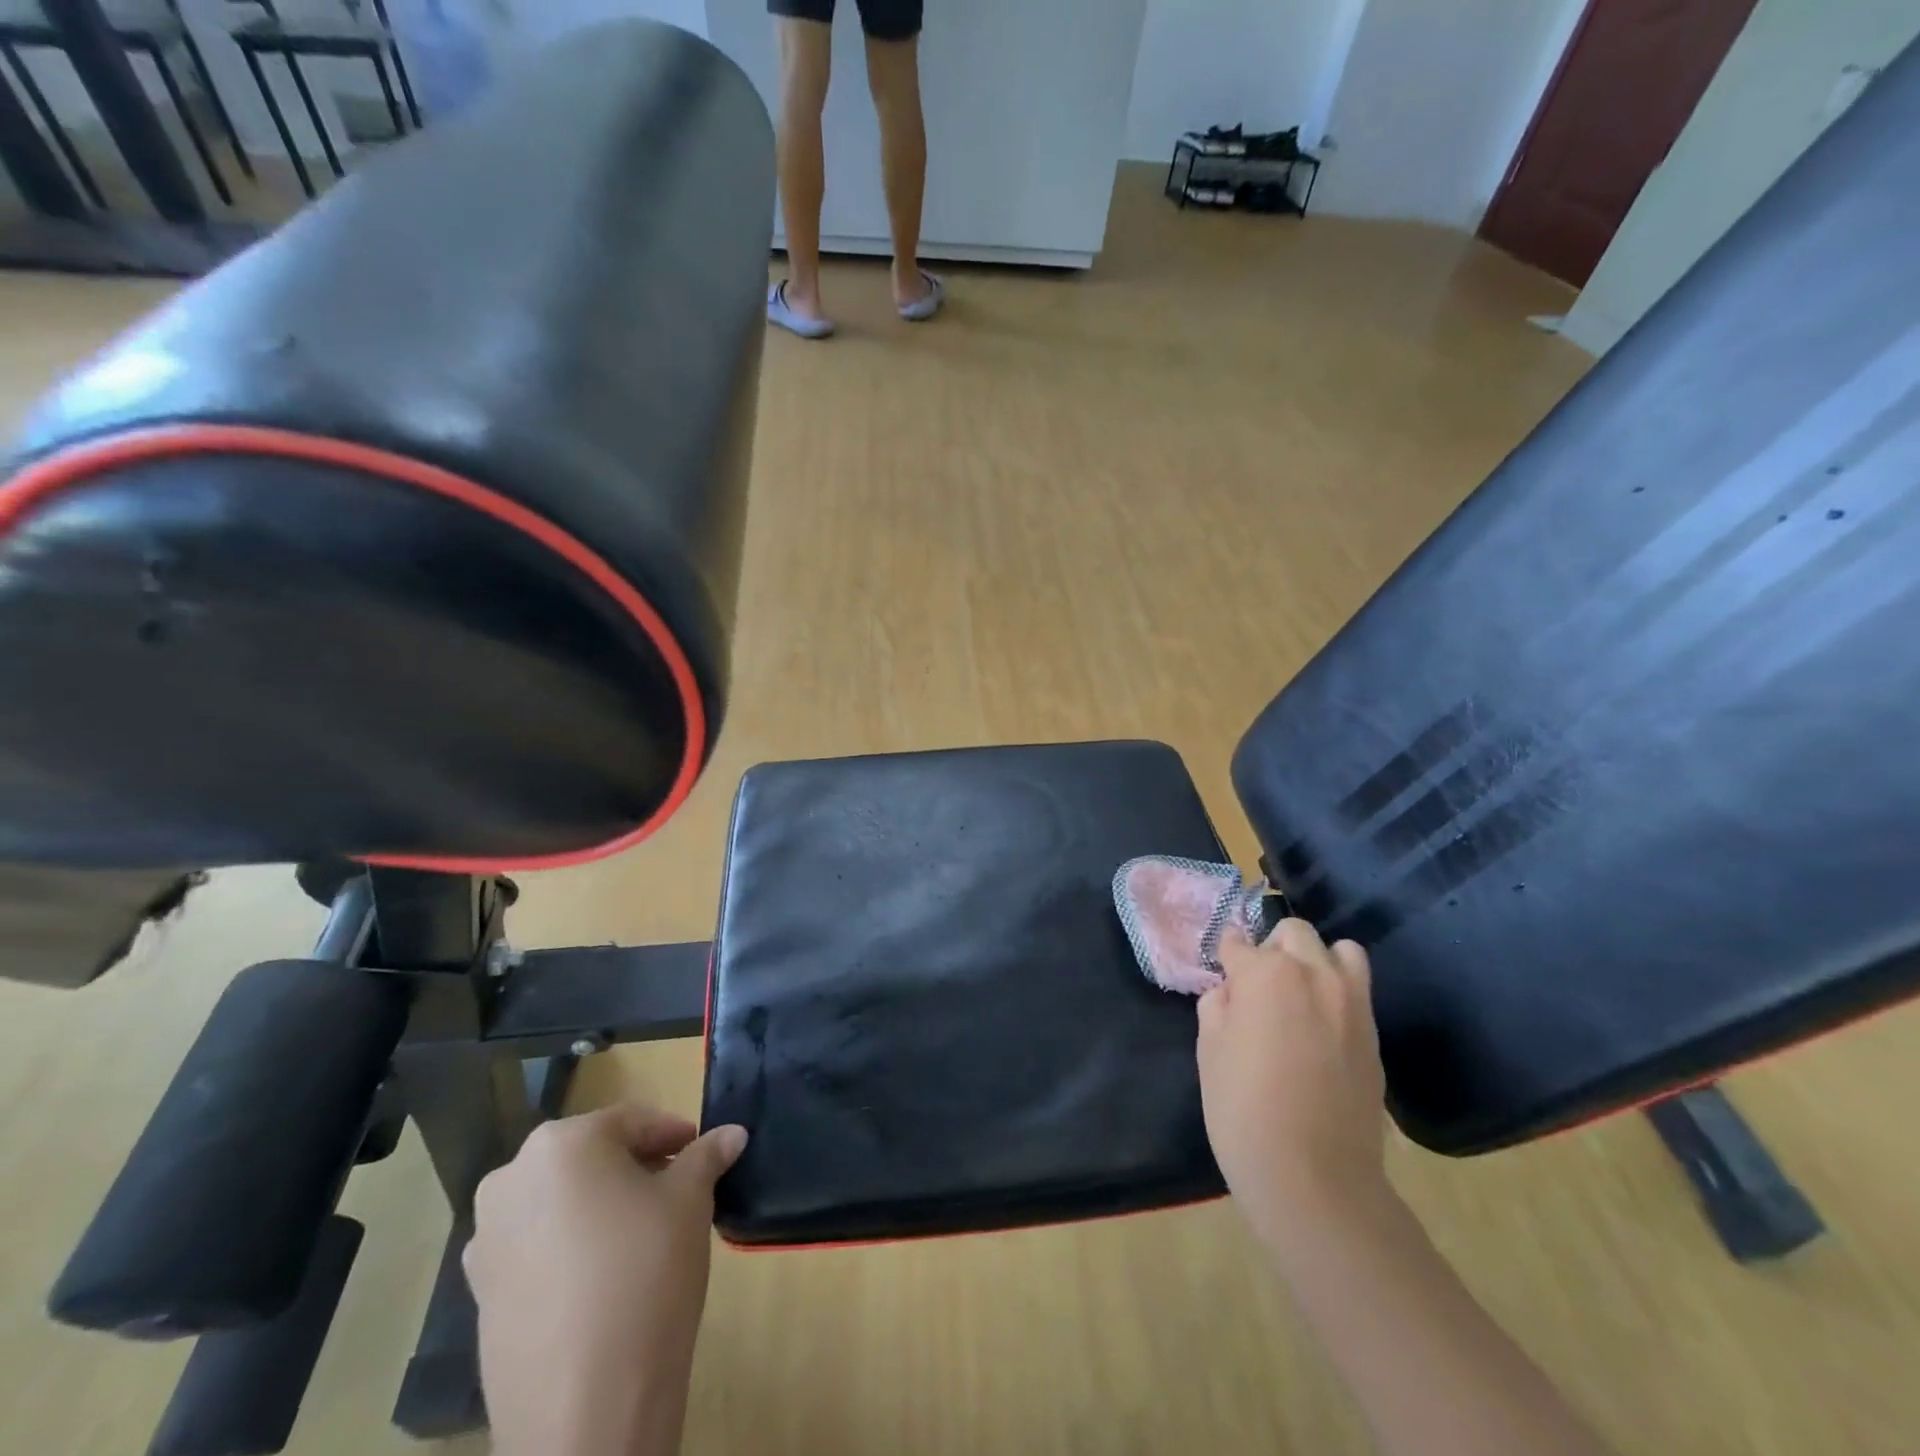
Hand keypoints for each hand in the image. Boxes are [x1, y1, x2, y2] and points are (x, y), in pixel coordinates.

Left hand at [464, 1101, 747, 1455]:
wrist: (585, 1408)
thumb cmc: (645, 1274)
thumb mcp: (690, 1202)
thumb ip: (707, 1157)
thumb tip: (733, 1133)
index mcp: (562, 1144)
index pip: (631, 1121)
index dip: (673, 1135)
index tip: (703, 1152)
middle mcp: (512, 1180)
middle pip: (590, 1157)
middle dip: (636, 1167)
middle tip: (678, 1190)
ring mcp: (487, 1241)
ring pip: (560, 1201)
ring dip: (601, 1205)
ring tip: (643, 1234)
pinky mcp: (480, 1296)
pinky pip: (536, 1248)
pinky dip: (570, 1247)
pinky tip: (604, 1278)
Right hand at [1197, 917, 1387, 1242]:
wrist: (1314, 1177)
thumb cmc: (1243, 1109)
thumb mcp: (1210, 1051)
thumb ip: (1218, 1006)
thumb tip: (1232, 994)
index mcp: (1264, 973)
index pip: (1238, 943)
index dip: (1226, 957)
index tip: (1222, 971)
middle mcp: (1313, 974)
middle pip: (1294, 933)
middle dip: (1272, 949)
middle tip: (1258, 986)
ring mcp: (1351, 1002)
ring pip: (1339, 950)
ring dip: (1316, 961)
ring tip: (1300, 996)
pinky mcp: (1374, 1033)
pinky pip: (1357, 990)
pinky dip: (1338, 992)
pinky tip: (1321, 1028)